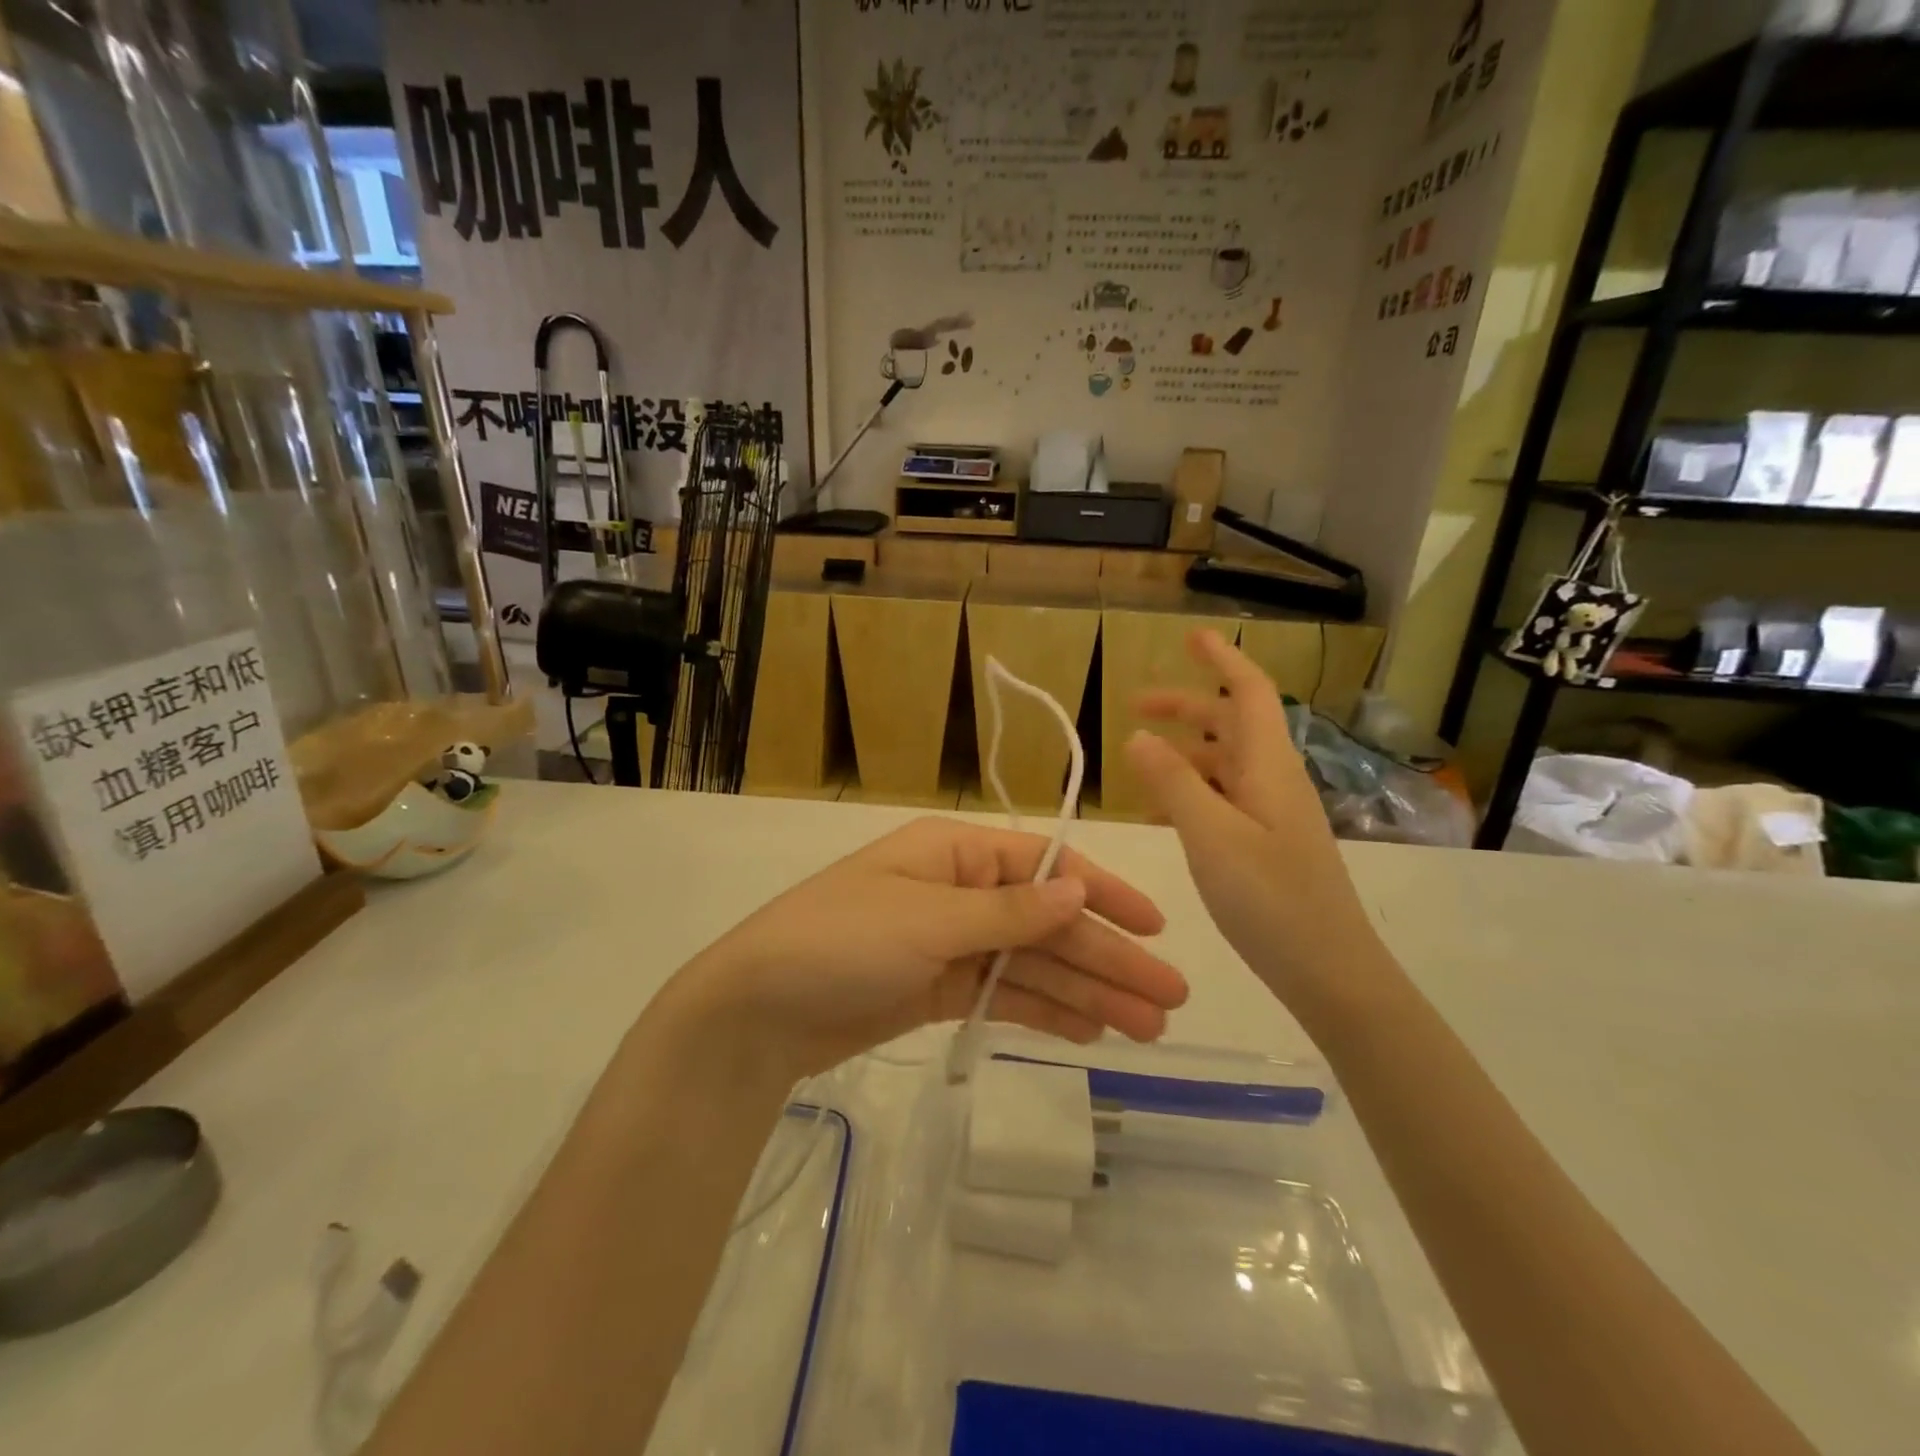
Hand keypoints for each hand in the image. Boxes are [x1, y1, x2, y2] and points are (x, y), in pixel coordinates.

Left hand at [667, 818, 1189, 1080]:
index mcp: (955, 854)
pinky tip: (1090, 1030)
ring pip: (1032, 965)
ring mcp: (949, 943)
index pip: (1044, 867)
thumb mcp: (928, 920)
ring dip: (1087, 992)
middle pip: (1047, 923)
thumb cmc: (841, 942)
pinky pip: (1003, 994)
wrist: (757, 1010)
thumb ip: (1009, 910)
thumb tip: (1079, 887)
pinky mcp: (938, 989)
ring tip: (1145, 1027)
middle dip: (1106, 957)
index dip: (1102, 895)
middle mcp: (958, 891)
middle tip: (1170, 999)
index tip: (1154, 927)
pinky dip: (1044, 1010)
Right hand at [1125, 630, 1386, 1014]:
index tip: (1190, 637)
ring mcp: (1274, 813)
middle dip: (1185, 707)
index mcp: (1268, 766)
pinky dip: (1191, 792)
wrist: (1331, 971)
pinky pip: (1225, 799)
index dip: (1222, 659)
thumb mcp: (1211, 836)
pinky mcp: (1269, 842)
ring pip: (1226, 763)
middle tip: (1135, 705)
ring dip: (1185, 752)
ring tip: (1138, 764)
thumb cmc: (1271, 899)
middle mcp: (1274, 779)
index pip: (1248, 692)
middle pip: (1232, 723)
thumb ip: (1173, 783)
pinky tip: (1162, 815)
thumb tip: (1137, 736)